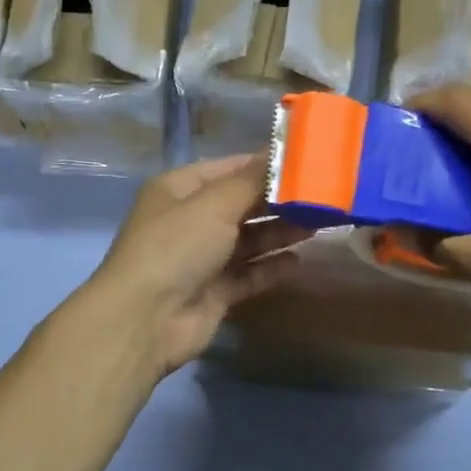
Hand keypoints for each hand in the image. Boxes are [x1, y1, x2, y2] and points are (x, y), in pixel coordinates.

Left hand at [74, 154, 308, 377]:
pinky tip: (298, 261)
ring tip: (320, 224)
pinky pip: (249, 274)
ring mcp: (201, 259)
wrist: (146, 319)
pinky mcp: (214, 292)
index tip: (308, 161)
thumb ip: (253, 180)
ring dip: (280, 232)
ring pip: (248, 240)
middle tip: (324, 196)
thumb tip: (284, 152)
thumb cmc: (176, 247)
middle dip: (279, 201)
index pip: (229, 168)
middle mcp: (189, 220)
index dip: (266, 164)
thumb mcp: (214, 203)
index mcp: (179, 190)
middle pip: (242, 204)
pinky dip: (271, 267)